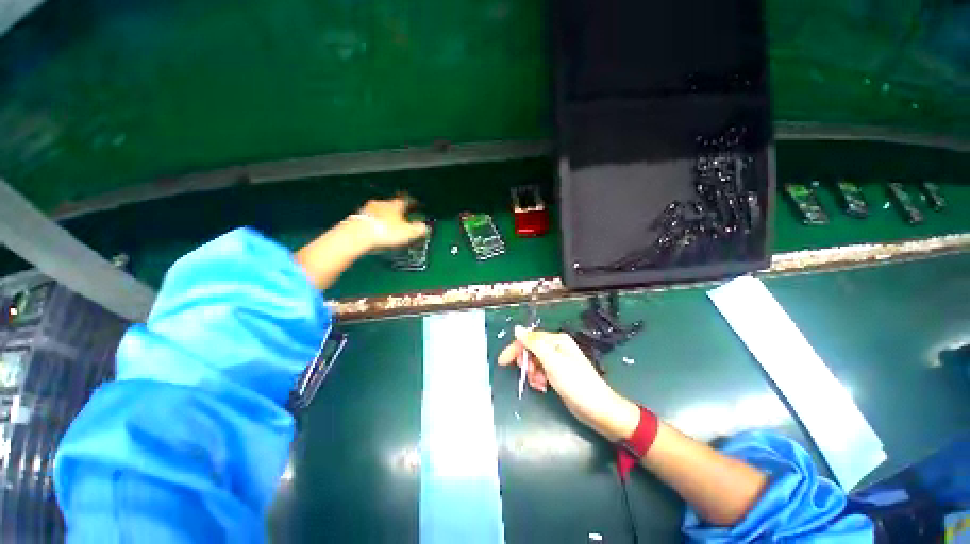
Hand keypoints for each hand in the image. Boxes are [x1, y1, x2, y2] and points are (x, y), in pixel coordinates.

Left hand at [356, 197, 429, 249]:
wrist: (357, 235)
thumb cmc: (385, 232)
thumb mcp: (408, 232)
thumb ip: (418, 229)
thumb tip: (425, 227)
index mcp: (395, 205)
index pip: (406, 201)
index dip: (411, 203)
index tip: (415, 205)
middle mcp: (381, 204)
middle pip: (391, 205)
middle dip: (396, 211)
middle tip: (401, 217)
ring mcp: (368, 209)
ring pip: (379, 211)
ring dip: (384, 216)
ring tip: (388, 225)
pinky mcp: (357, 218)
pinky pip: (370, 218)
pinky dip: (374, 223)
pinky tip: (376, 230)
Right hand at [498, 326, 639, 441]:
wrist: (597, 409)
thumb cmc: (575, 383)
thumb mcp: (552, 361)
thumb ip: (533, 344)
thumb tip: (517, 328)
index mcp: (556, 340)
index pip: (529, 339)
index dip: (515, 349)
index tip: (503, 362)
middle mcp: (556, 347)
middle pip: (531, 350)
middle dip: (526, 364)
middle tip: (529, 375)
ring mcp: (558, 361)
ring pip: (534, 363)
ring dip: (532, 374)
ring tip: (540, 384)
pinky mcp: (558, 374)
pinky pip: (540, 372)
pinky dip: (538, 379)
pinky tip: (543, 387)